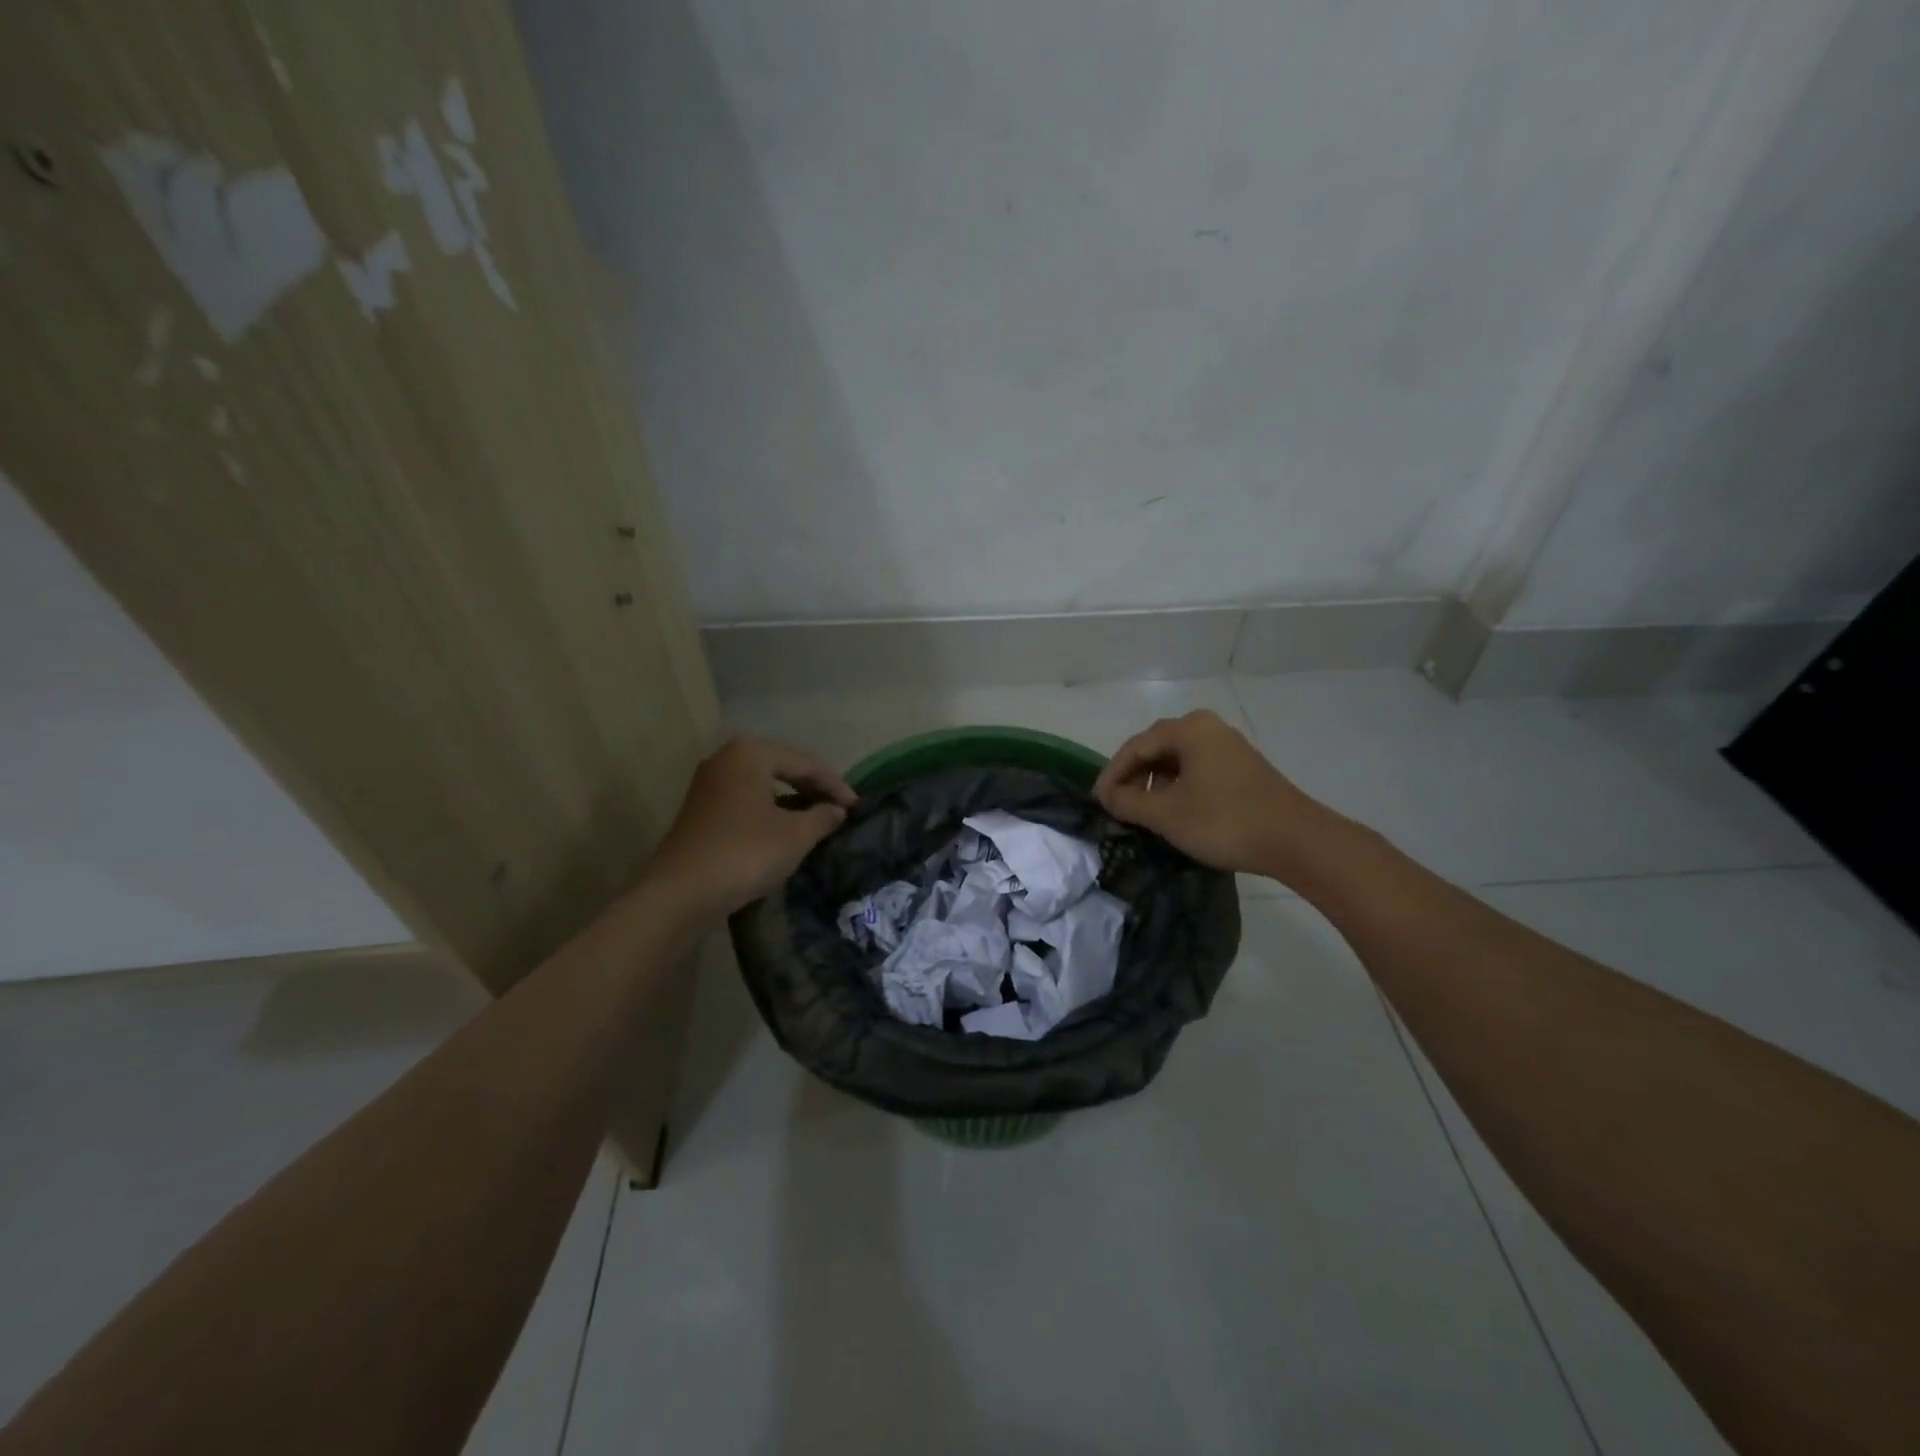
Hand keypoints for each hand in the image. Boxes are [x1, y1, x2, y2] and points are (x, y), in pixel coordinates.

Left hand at [649, 737, 855, 920]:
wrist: (681, 893)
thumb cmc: (745, 853)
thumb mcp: (796, 835)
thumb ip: (823, 817)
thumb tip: (837, 811)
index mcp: (750, 753)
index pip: (805, 763)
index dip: (835, 785)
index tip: (857, 807)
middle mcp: (726, 759)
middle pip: (783, 767)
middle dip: (813, 788)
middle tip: (840, 809)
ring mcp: (709, 784)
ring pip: (764, 785)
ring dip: (793, 800)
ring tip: (819, 818)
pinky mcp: (701, 810)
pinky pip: (747, 800)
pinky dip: (771, 810)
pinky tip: (786, 829)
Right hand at [1094, 710, 1328, 876]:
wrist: (1295, 840)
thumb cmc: (1224, 821)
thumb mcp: (1167, 815)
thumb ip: (1129, 803)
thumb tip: (1107, 797)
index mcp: (1188, 729)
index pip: (1135, 746)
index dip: (1112, 774)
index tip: (1098, 801)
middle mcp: (1207, 727)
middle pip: (1156, 747)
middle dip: (1133, 776)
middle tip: (1117, 804)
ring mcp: (1228, 745)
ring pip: (1177, 758)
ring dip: (1155, 782)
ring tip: (1142, 810)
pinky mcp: (1241, 766)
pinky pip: (1197, 767)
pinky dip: (1178, 785)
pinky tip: (1174, 809)